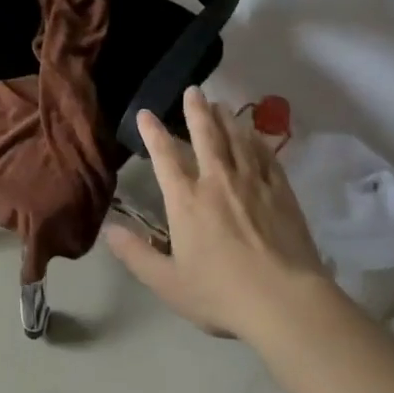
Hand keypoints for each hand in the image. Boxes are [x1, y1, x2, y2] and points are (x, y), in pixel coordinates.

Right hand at [106, 88, 335, 342]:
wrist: (284, 302)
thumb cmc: (221, 293)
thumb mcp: (167, 283)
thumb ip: (136, 255)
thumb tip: (109, 230)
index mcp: (187, 201)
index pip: (165, 157)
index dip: (154, 133)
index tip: (146, 114)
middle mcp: (218, 182)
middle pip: (207, 136)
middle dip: (197, 111)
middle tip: (193, 90)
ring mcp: (254, 184)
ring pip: (238, 141)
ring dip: (227, 120)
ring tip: (221, 105)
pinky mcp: (282, 194)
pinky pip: (267, 157)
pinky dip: (258, 141)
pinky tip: (256, 136)